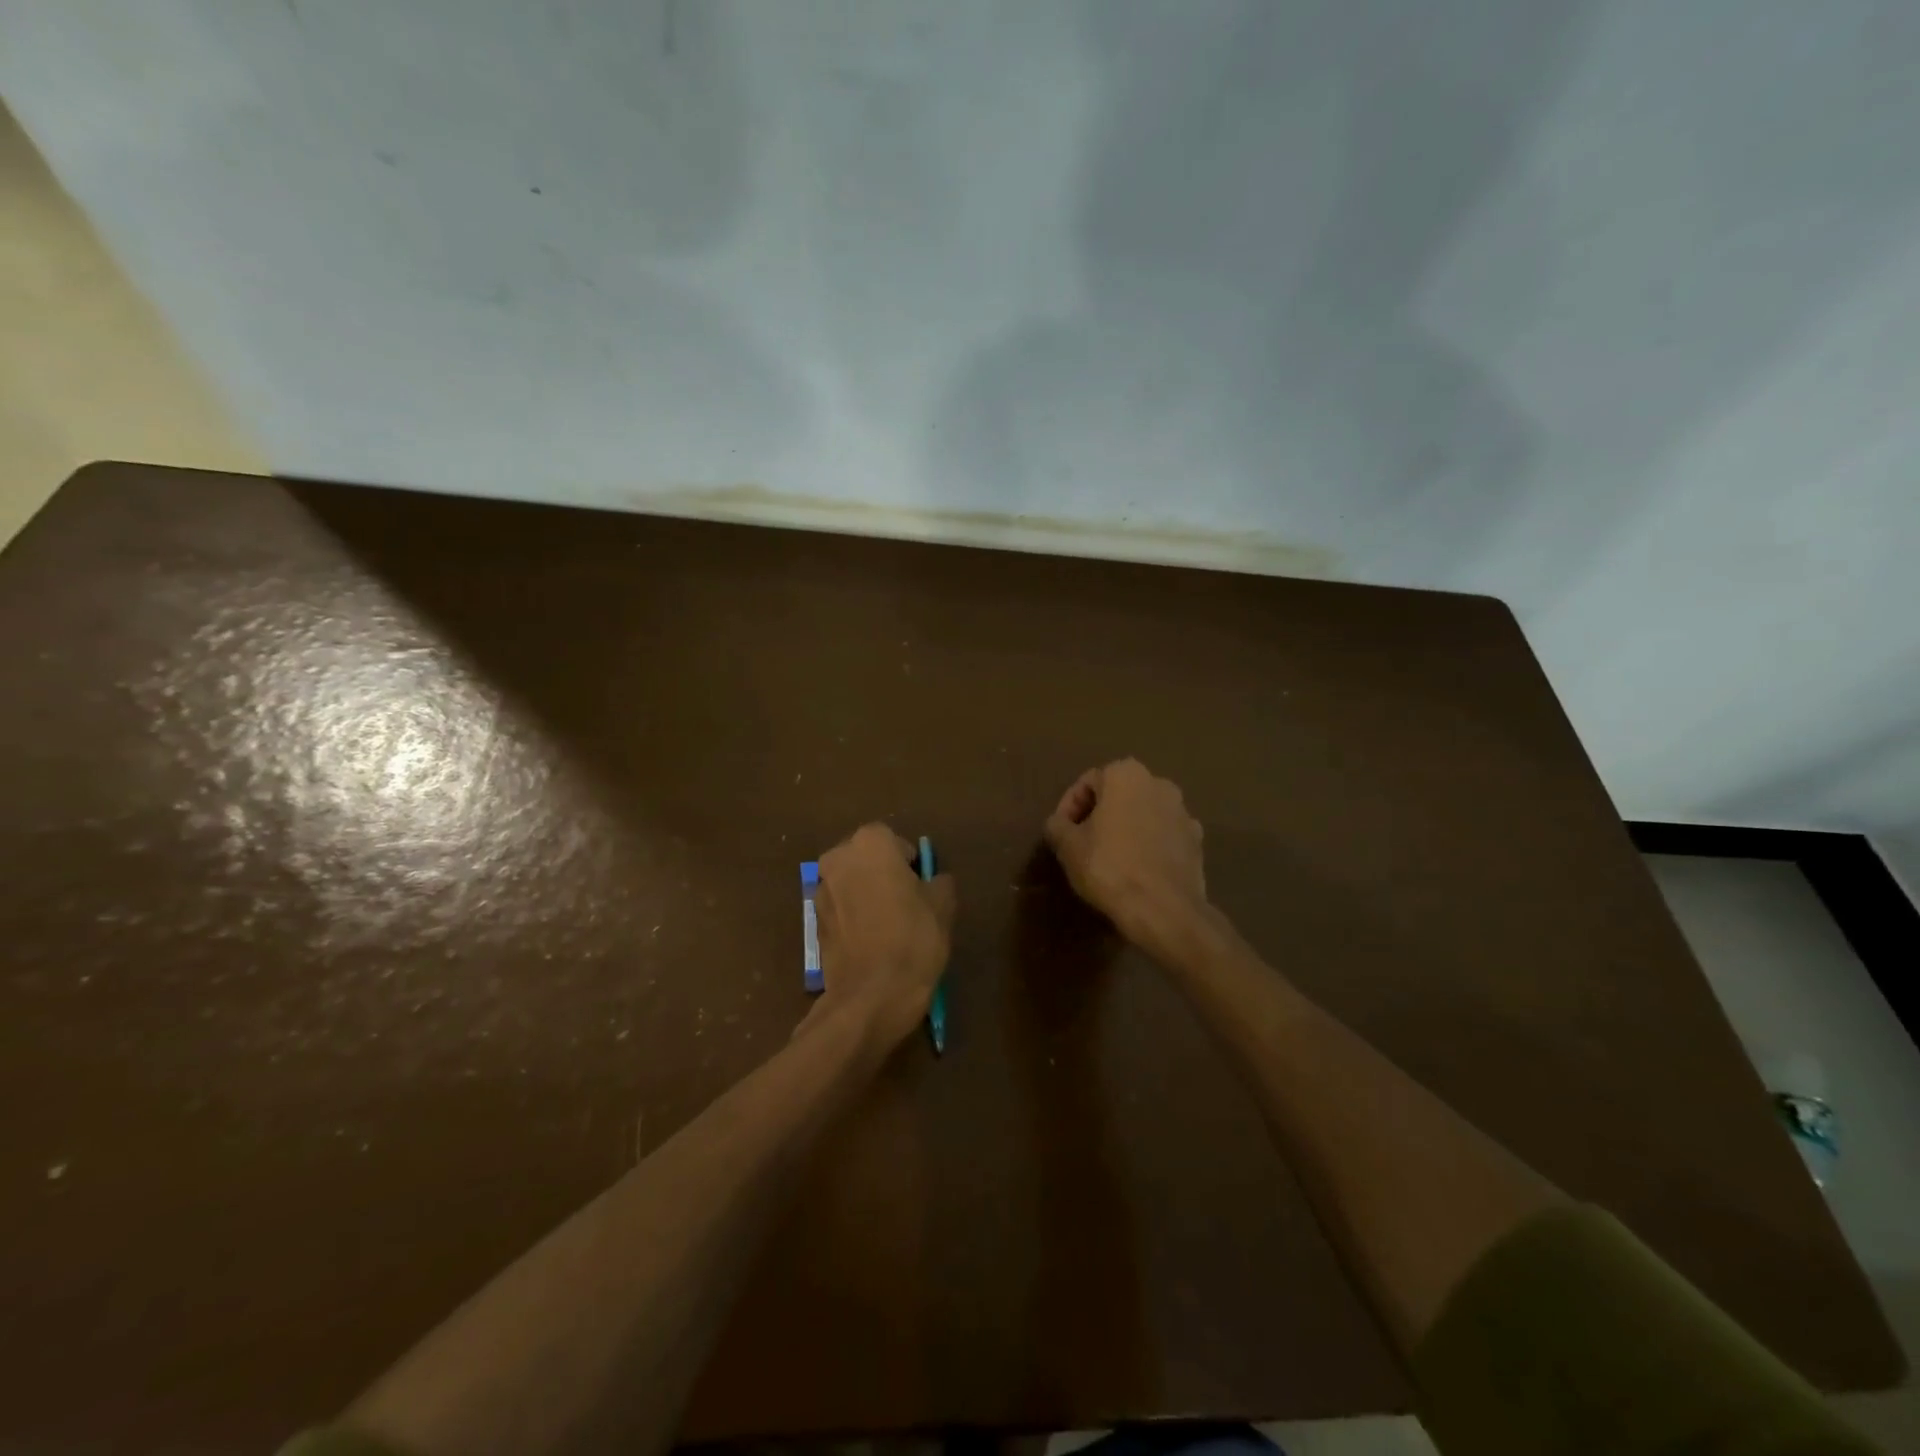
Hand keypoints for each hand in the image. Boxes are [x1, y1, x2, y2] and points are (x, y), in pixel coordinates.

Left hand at [806, 824, 956, 1049]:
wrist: (871, 995)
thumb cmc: (913, 939)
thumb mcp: (943, 906)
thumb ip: (939, 881)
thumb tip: (934, 880)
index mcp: (870, 843)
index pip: (894, 841)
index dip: (910, 862)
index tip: (921, 886)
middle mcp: (838, 858)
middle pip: (866, 858)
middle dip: (883, 873)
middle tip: (906, 903)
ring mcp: (821, 890)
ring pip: (851, 882)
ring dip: (866, 894)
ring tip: (888, 925)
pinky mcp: (814, 921)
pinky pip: (840, 908)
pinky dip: (853, 916)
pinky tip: (870, 941)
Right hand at [1044, 759, 1208, 960]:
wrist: (1164, 909)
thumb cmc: (1109, 867)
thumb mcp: (1067, 846)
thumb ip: (1057, 825)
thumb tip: (1058, 824)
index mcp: (1126, 774)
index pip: (1087, 783)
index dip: (1069, 807)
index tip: (1062, 833)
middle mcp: (1159, 783)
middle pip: (1118, 795)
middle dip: (1100, 815)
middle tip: (1083, 843)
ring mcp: (1184, 812)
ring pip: (1144, 814)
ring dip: (1126, 829)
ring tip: (1110, 858)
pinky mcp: (1197, 841)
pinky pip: (1164, 836)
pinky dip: (1149, 845)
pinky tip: (1138, 870)